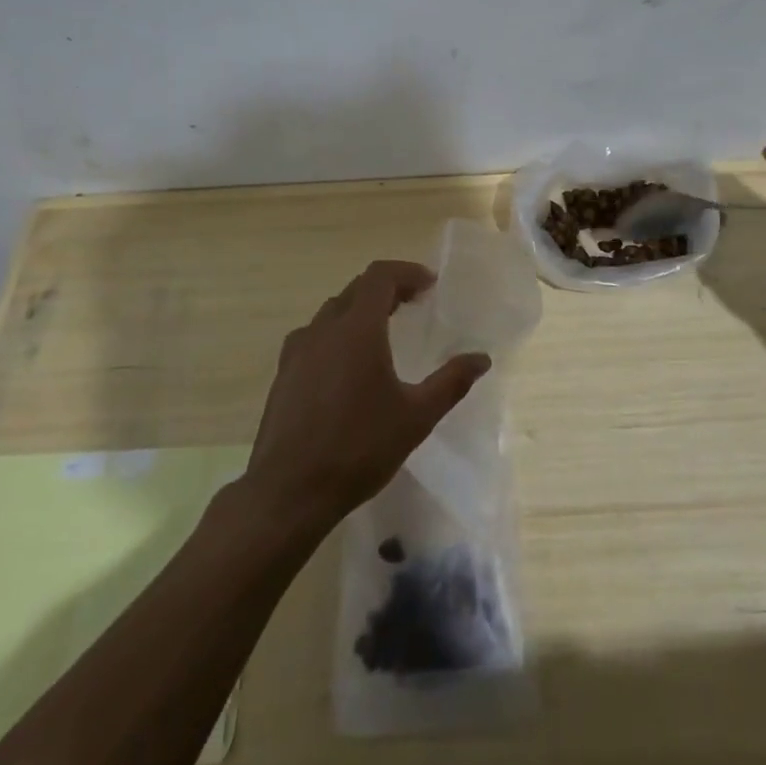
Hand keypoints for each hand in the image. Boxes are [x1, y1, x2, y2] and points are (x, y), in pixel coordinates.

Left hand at [243, 260, 491, 534]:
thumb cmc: (358, 448)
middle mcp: (324, 329)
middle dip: (387, 288)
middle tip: (414, 303)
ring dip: (360, 310)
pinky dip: (337, 332)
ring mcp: (297, 351)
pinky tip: (346, 364)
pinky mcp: (283, 374)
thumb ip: (451, 382)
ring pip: (332, 311)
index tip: (430, 285)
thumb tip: (482, 358)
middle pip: (356, 289)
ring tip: (383, 330)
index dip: (407, 273)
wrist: (288, 491)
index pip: (380, 277)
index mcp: (357, 329)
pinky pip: (314, 336)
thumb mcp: (416, 417)